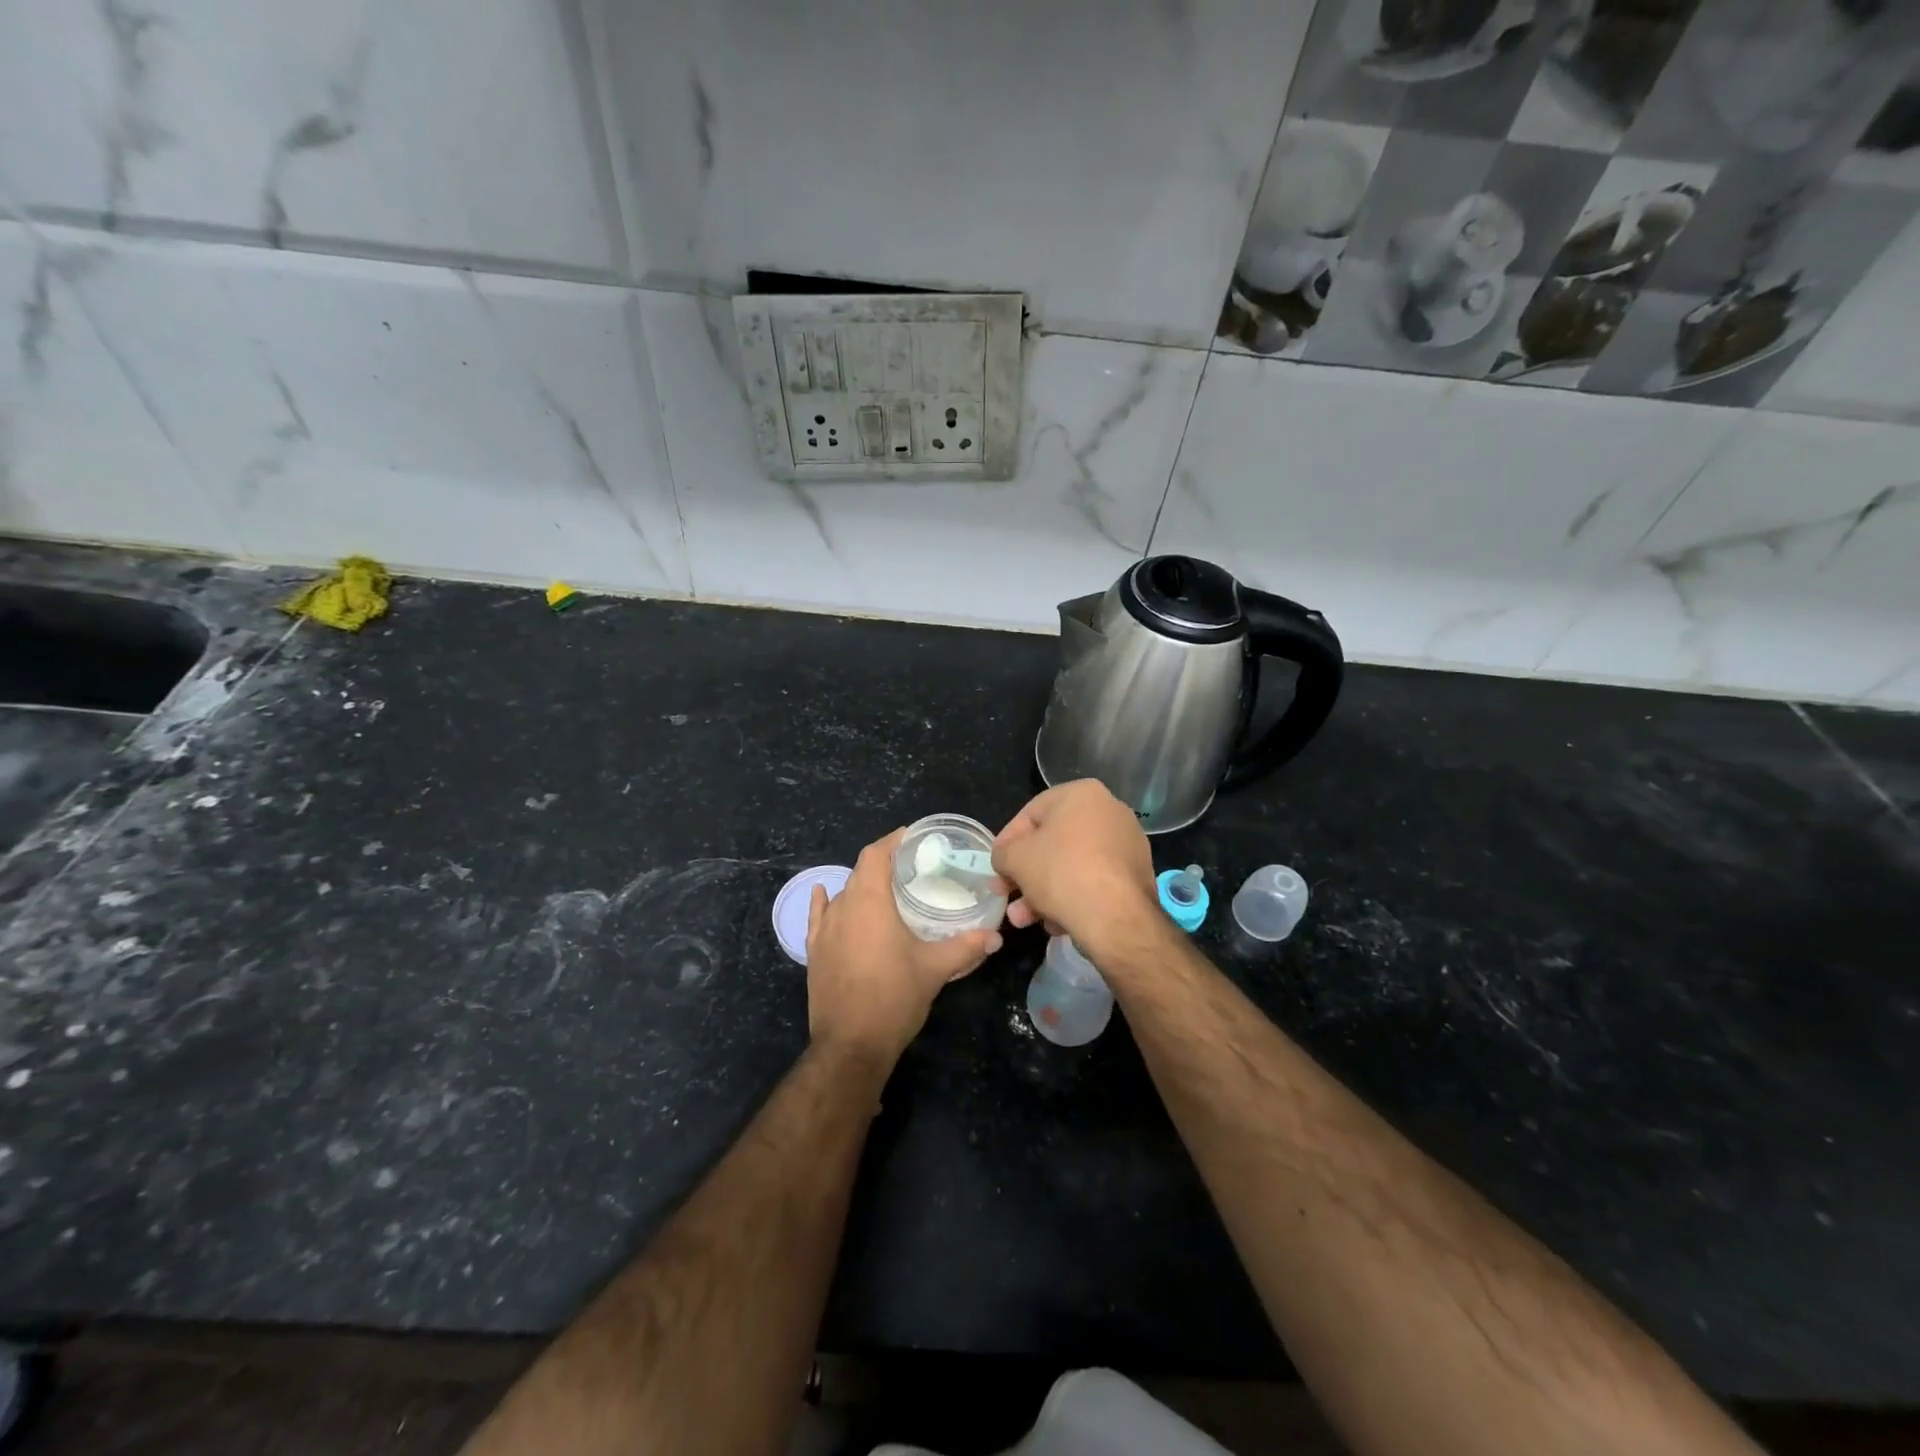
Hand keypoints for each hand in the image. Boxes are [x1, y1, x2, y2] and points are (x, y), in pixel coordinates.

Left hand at [806, 829, 1001, 1064]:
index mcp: (870, 902)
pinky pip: (819, 917)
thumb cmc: (894, 997)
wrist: (851, 1045)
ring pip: (843, 894)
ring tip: (886, 889)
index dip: (891, 841)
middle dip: (882, 863)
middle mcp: (843, 908)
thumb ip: (966, 947)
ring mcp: (824, 931)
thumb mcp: (935, 969)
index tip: (911, 836)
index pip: (875, 855)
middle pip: (860, 872)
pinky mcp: (814, 952)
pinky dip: (824, 902)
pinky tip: (824, 894)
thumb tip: (995, 935)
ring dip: (862, 886)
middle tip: (910, 866)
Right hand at [992, 780, 1157, 950]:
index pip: (1030, 814)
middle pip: (1053, 844)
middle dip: (1025, 874)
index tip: (996, 868)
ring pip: (1072, 866)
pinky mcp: (1136, 876)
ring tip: (1025, 920)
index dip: (1007, 842)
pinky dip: (1073, 899)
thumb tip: (1006, 859)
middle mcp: (1110, 811)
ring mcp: (1127, 844)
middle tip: (1007, 896)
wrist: (1116, 917)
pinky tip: (1056, 924)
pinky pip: (1094, 882)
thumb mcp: (1014, 858)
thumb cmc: (1061, 872)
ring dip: (1043, 893)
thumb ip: (1003, 852)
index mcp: (1082, 793)